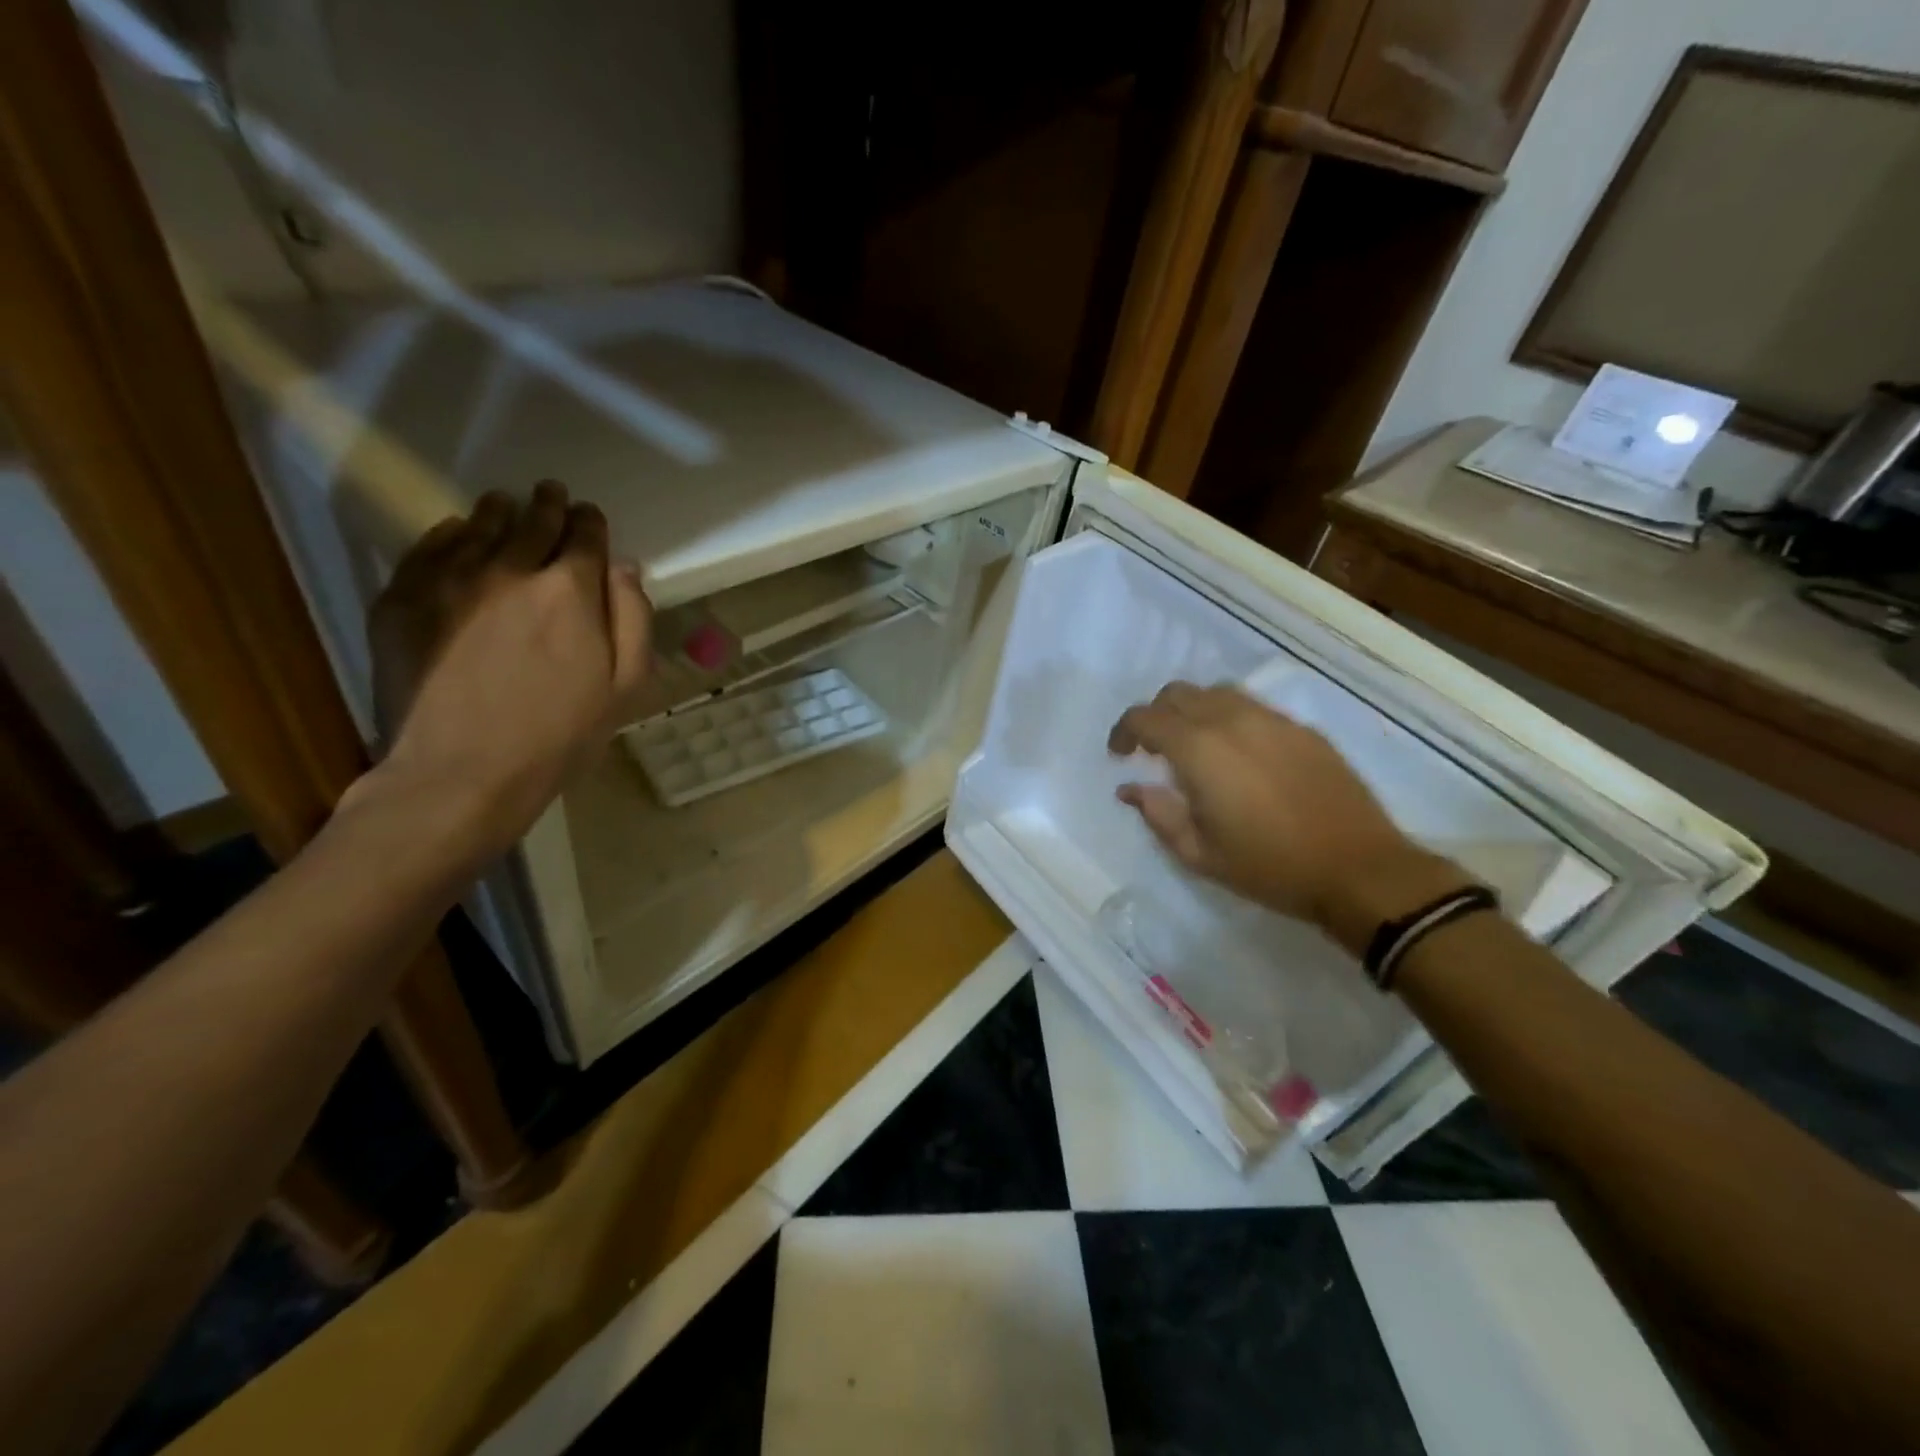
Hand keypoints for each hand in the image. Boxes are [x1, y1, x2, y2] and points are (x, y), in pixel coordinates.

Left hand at [359, 481, 651, 864]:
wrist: (463, 772)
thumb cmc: (561, 736)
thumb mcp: (626, 687)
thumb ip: (633, 619)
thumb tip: (624, 567)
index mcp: (570, 591)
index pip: (585, 536)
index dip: (591, 523)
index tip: (591, 517)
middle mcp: (510, 569)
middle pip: (534, 522)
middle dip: (549, 506)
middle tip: (552, 495)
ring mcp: (451, 580)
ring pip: (480, 526)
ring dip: (500, 511)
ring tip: (506, 505)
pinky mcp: (404, 598)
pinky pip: (430, 547)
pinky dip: (451, 533)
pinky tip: (458, 533)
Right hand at [1108, 683, 1466, 951]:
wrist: (1358, 869)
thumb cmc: (1269, 867)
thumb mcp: (1199, 854)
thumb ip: (1158, 814)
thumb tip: (1131, 789)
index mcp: (1200, 750)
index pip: (1145, 717)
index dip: (1123, 731)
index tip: (1119, 755)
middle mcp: (1232, 720)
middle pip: (1178, 693)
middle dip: (1156, 716)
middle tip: (1153, 751)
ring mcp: (1272, 720)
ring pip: (1216, 693)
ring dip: (1193, 712)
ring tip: (1194, 747)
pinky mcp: (1302, 729)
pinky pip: (1252, 707)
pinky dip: (1229, 718)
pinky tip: (1238, 755)